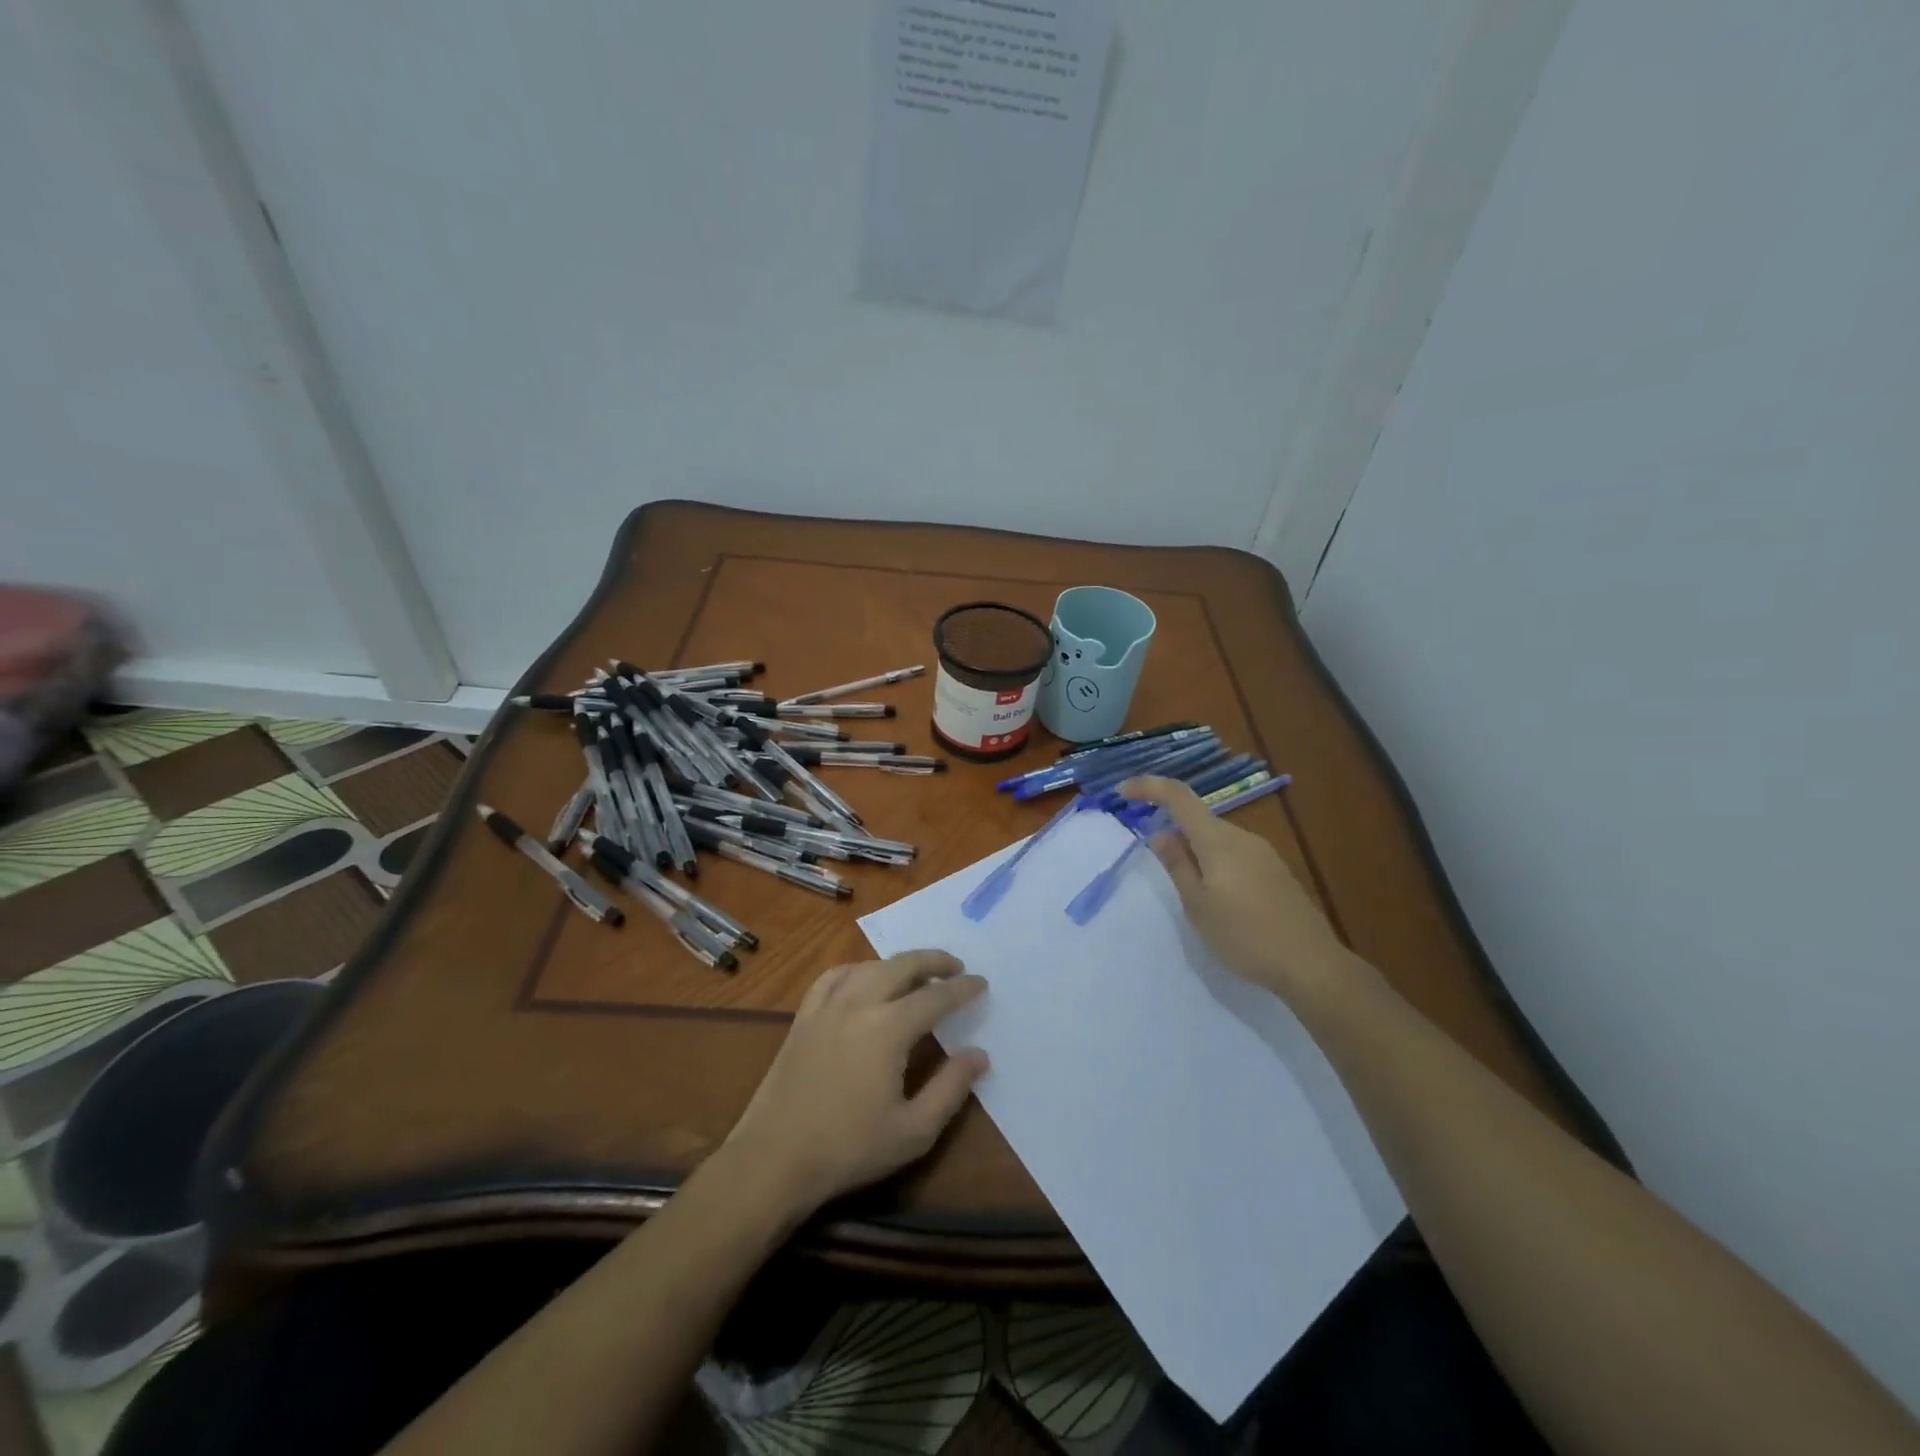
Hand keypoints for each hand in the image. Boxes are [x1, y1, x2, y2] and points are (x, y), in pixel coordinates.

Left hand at [721, 951, 987, 1218]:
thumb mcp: (913, 1130)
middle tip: (956, 965)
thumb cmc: (849, 1148)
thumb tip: (979, 1055)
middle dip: (934, 961)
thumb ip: (951, 1088)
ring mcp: (827, 1006)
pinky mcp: (804, 1017)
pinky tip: (863, 979)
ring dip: (898, 963)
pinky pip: (834, 977)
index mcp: (889, 1028)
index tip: (981, 983)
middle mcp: (859, 1003)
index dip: (962, 988)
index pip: (936, 996)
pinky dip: (857, 969)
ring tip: (917, 973)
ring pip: (869, 966)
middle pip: (902, 966)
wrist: (774, 1158)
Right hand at [1121, 776, 1352, 1003]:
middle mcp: (1242, 837)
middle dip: (1172, 830)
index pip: (1178, 796)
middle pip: (1198, 819)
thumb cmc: (1245, 935)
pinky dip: (1215, 864)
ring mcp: (1263, 853)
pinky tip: (1219, 900)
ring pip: (1217, 839)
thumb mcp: (1197, 905)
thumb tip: (1159, 833)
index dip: (1149, 787)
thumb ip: (1177, 865)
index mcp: (1218, 840)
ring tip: (1190, 894)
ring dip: (1195, 852)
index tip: (1122, 793)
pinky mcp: (1275, 872)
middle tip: (1157, 865)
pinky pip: (1234, 855)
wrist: (1312, 964)